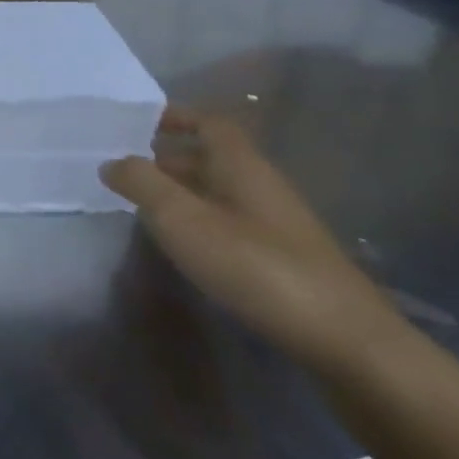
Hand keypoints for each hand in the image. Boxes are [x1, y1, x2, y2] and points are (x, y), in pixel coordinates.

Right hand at [100, 110, 400, 374]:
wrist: (346, 341)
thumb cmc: (258, 267)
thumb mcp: (184, 220)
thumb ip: (142, 184)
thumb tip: (112, 161)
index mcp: (242, 166)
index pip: (210, 123)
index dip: (176, 116)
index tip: (137, 123)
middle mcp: (261, 186)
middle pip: (212, 157)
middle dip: (169, 157)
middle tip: (125, 169)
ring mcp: (276, 225)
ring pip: (220, 192)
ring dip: (182, 191)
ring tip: (143, 206)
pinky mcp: (282, 259)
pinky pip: (230, 222)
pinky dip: (200, 221)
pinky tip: (183, 245)